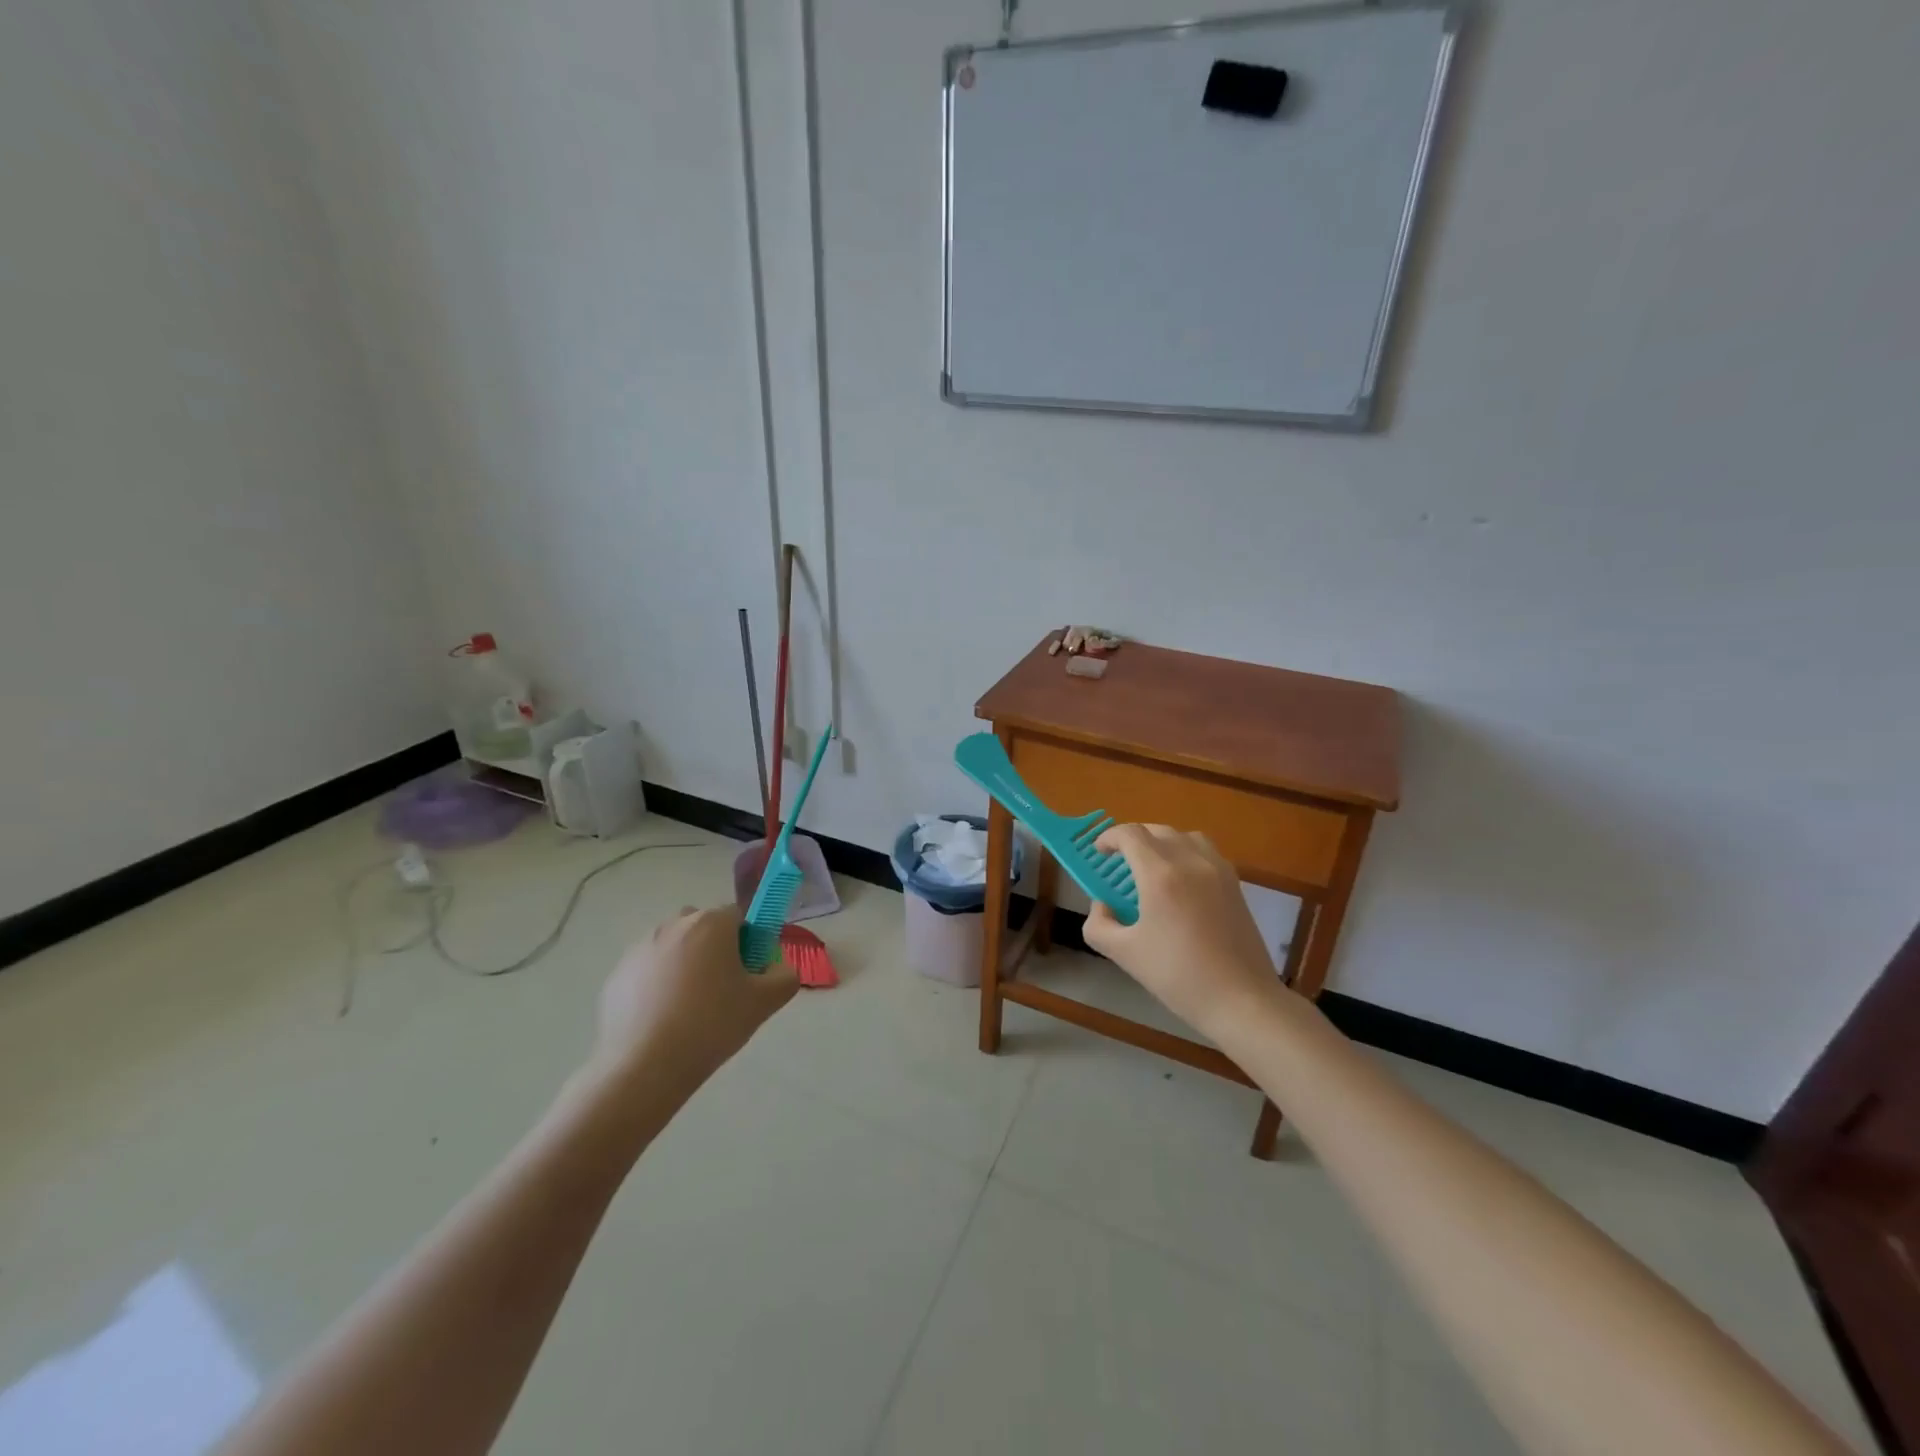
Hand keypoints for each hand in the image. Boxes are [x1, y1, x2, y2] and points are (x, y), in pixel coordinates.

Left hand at [586, 905, 797, 1091]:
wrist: (645, 1067)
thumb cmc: (712, 1025)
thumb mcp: (765, 1002)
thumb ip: (785, 976)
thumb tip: (778, 968)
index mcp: (711, 924)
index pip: (738, 916)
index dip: (748, 942)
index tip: (748, 974)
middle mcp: (673, 925)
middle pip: (703, 927)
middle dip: (714, 948)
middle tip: (721, 989)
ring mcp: (640, 948)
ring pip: (673, 947)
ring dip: (684, 964)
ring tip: (688, 1009)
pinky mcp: (617, 974)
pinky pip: (647, 970)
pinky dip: (657, 985)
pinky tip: (662, 1020)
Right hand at [1081, 825, 1286, 1039]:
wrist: (1241, 1000)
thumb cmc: (1178, 976)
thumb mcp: (1124, 954)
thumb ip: (1099, 925)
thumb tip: (1102, 906)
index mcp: (1160, 875)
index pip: (1130, 834)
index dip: (1109, 837)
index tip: (1099, 853)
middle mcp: (1190, 861)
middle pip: (1157, 831)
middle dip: (1133, 839)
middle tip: (1119, 862)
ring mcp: (1218, 870)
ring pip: (1185, 837)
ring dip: (1163, 842)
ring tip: (1152, 867)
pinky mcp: (1235, 884)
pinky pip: (1206, 852)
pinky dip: (1187, 854)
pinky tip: (1181, 883)